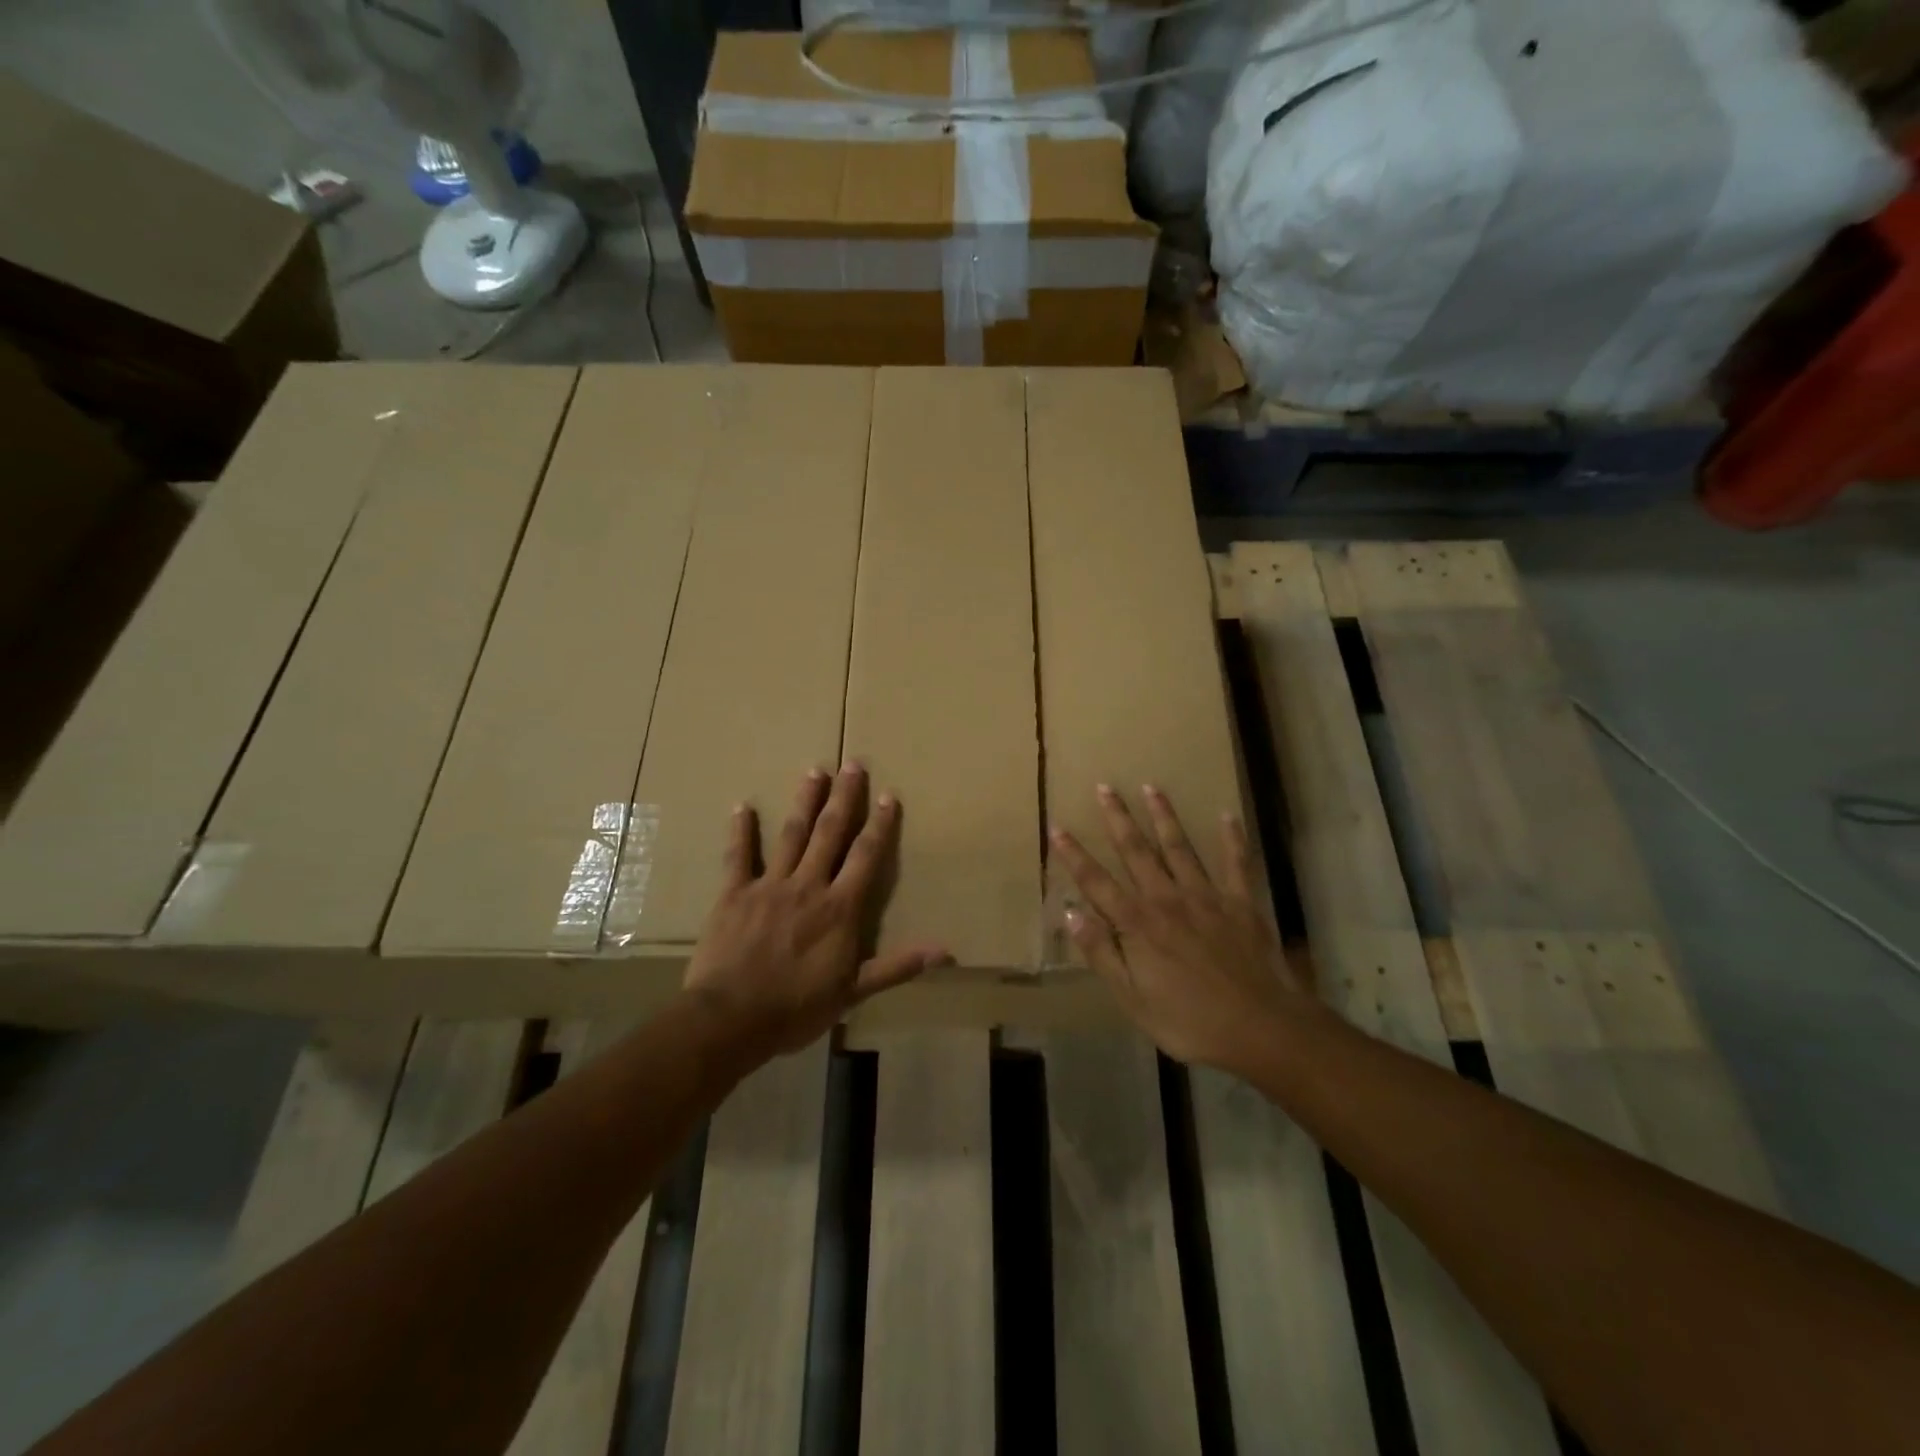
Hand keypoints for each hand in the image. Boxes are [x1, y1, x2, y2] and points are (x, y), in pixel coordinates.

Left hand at [683, 763, 949, 1064]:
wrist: (731, 1019)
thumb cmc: (797, 1008)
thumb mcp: (854, 991)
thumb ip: (897, 966)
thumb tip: (946, 952)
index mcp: (839, 908)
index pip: (865, 856)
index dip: (879, 825)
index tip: (888, 795)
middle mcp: (808, 885)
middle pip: (830, 833)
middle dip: (844, 797)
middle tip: (852, 764)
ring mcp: (769, 885)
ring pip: (792, 834)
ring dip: (805, 801)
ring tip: (815, 770)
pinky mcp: (734, 893)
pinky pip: (738, 856)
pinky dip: (741, 831)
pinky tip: (743, 806)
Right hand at [1051, 783, 1313, 1075]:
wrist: (1261, 1028)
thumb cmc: (1189, 1021)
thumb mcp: (1132, 998)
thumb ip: (1102, 953)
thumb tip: (1070, 914)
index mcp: (1138, 924)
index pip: (1096, 882)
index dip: (1074, 855)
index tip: (1057, 827)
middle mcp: (1167, 899)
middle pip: (1137, 852)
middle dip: (1118, 818)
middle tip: (1105, 787)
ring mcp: (1207, 896)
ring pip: (1179, 847)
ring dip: (1164, 816)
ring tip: (1151, 786)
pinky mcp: (1241, 902)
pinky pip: (1236, 863)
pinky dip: (1232, 838)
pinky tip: (1227, 815)